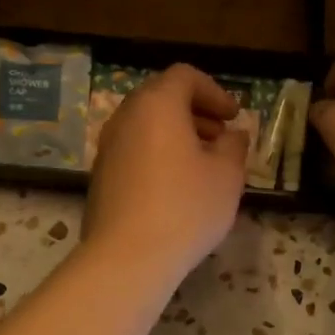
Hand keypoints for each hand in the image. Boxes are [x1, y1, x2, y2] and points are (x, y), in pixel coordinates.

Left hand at [84, 64, 248, 284]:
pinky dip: (157, 156)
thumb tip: (232, 135)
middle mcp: (125, 118)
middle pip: (161, 99)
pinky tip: (176, 188)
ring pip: (146, 127)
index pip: (184, 76)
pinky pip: (134, 152)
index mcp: (156, 105)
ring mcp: (107, 148)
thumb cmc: (185, 208)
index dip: (214, 92)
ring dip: (176, 136)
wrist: (127, 258)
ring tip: (202, 166)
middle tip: (221, 138)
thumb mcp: (226, 176)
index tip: (233, 117)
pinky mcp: (100, 178)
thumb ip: (234, 147)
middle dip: (195, 113)